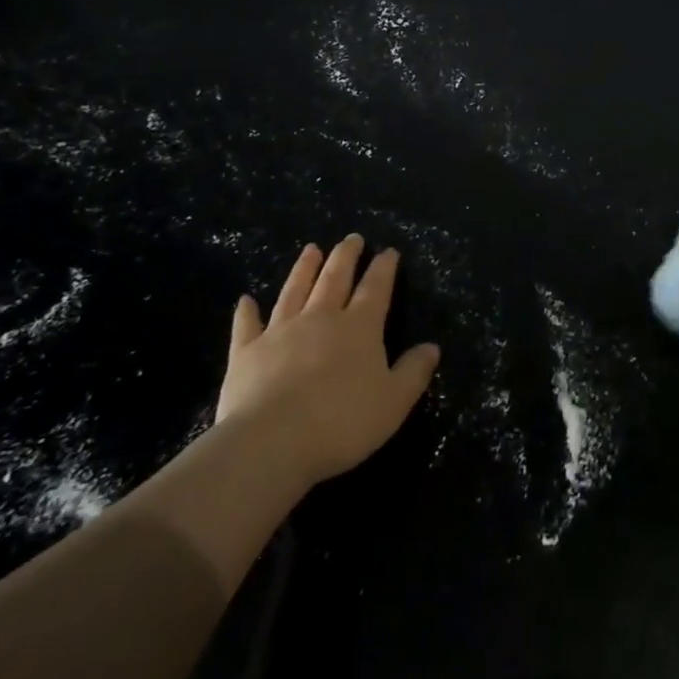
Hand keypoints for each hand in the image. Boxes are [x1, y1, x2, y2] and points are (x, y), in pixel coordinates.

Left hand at [215, 235, 440, 487]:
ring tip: (311, 249)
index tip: (389, 251)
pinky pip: (247, 325)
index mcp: (359, 328)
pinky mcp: (246, 352)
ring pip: (294, 291)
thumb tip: (432, 347)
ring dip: (304, 269)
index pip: (375, 289)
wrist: (273, 441)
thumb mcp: (394, 402)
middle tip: (352, 238)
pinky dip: (247, 312)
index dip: (384, 268)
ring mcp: (280, 332)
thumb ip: (413, 372)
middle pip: (335, 279)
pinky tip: (246, 300)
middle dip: (346, 257)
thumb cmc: (342, 422)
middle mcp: (320, 319)